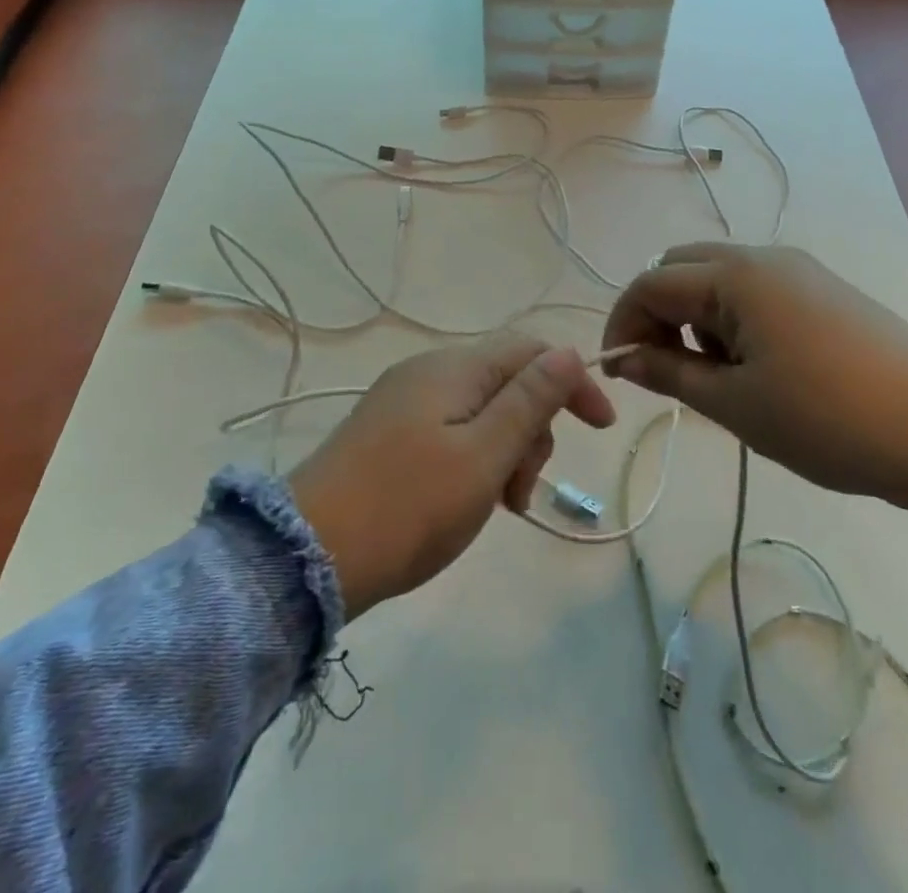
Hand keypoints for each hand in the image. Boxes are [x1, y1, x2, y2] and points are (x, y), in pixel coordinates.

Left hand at [288, 334, 615, 618]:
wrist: (305, 557)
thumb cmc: (408, 507)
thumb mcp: (483, 457)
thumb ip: (529, 401)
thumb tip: (569, 352)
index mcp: (453, 368)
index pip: (531, 350)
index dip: (572, 382)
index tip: (602, 430)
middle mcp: (427, 372)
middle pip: (507, 382)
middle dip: (532, 430)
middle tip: (521, 493)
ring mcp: (403, 402)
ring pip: (481, 411)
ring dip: (505, 452)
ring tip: (497, 507)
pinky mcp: (386, 433)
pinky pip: (451, 431)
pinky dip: (474, 460)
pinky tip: (467, 501)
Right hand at [603, 245, 907, 732]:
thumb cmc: (827, 417)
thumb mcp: (734, 403)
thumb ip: (669, 373)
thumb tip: (623, 358)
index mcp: (735, 274)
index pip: (651, 283)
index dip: (623, 323)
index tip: (618, 372)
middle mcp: (764, 257)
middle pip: (682, 268)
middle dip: (658, 313)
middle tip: (663, 370)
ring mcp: (800, 272)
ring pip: (720, 280)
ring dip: (696, 317)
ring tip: (713, 378)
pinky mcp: (826, 292)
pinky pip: (756, 292)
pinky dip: (733, 321)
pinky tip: (755, 368)